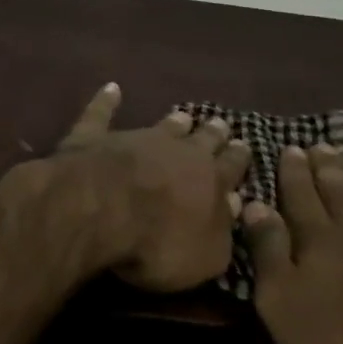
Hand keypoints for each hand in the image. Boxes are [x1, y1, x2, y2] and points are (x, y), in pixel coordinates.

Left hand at [46, 84, 251, 292]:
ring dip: (173, 121)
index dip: (238, 157)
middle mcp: (178, 150)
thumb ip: (223, 231)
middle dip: (213, 133)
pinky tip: (111, 88)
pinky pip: (102, 113)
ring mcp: (136, 138)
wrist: (104, 207)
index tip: (245, 144)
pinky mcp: (97, 136)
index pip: (230, 166)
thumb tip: (234, 203)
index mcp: (209, 180)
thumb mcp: (207, 255)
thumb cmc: (160, 242)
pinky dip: (106, 101)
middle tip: (221, 123)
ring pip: (162, 125)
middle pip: (202, 138)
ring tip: (183, 115)